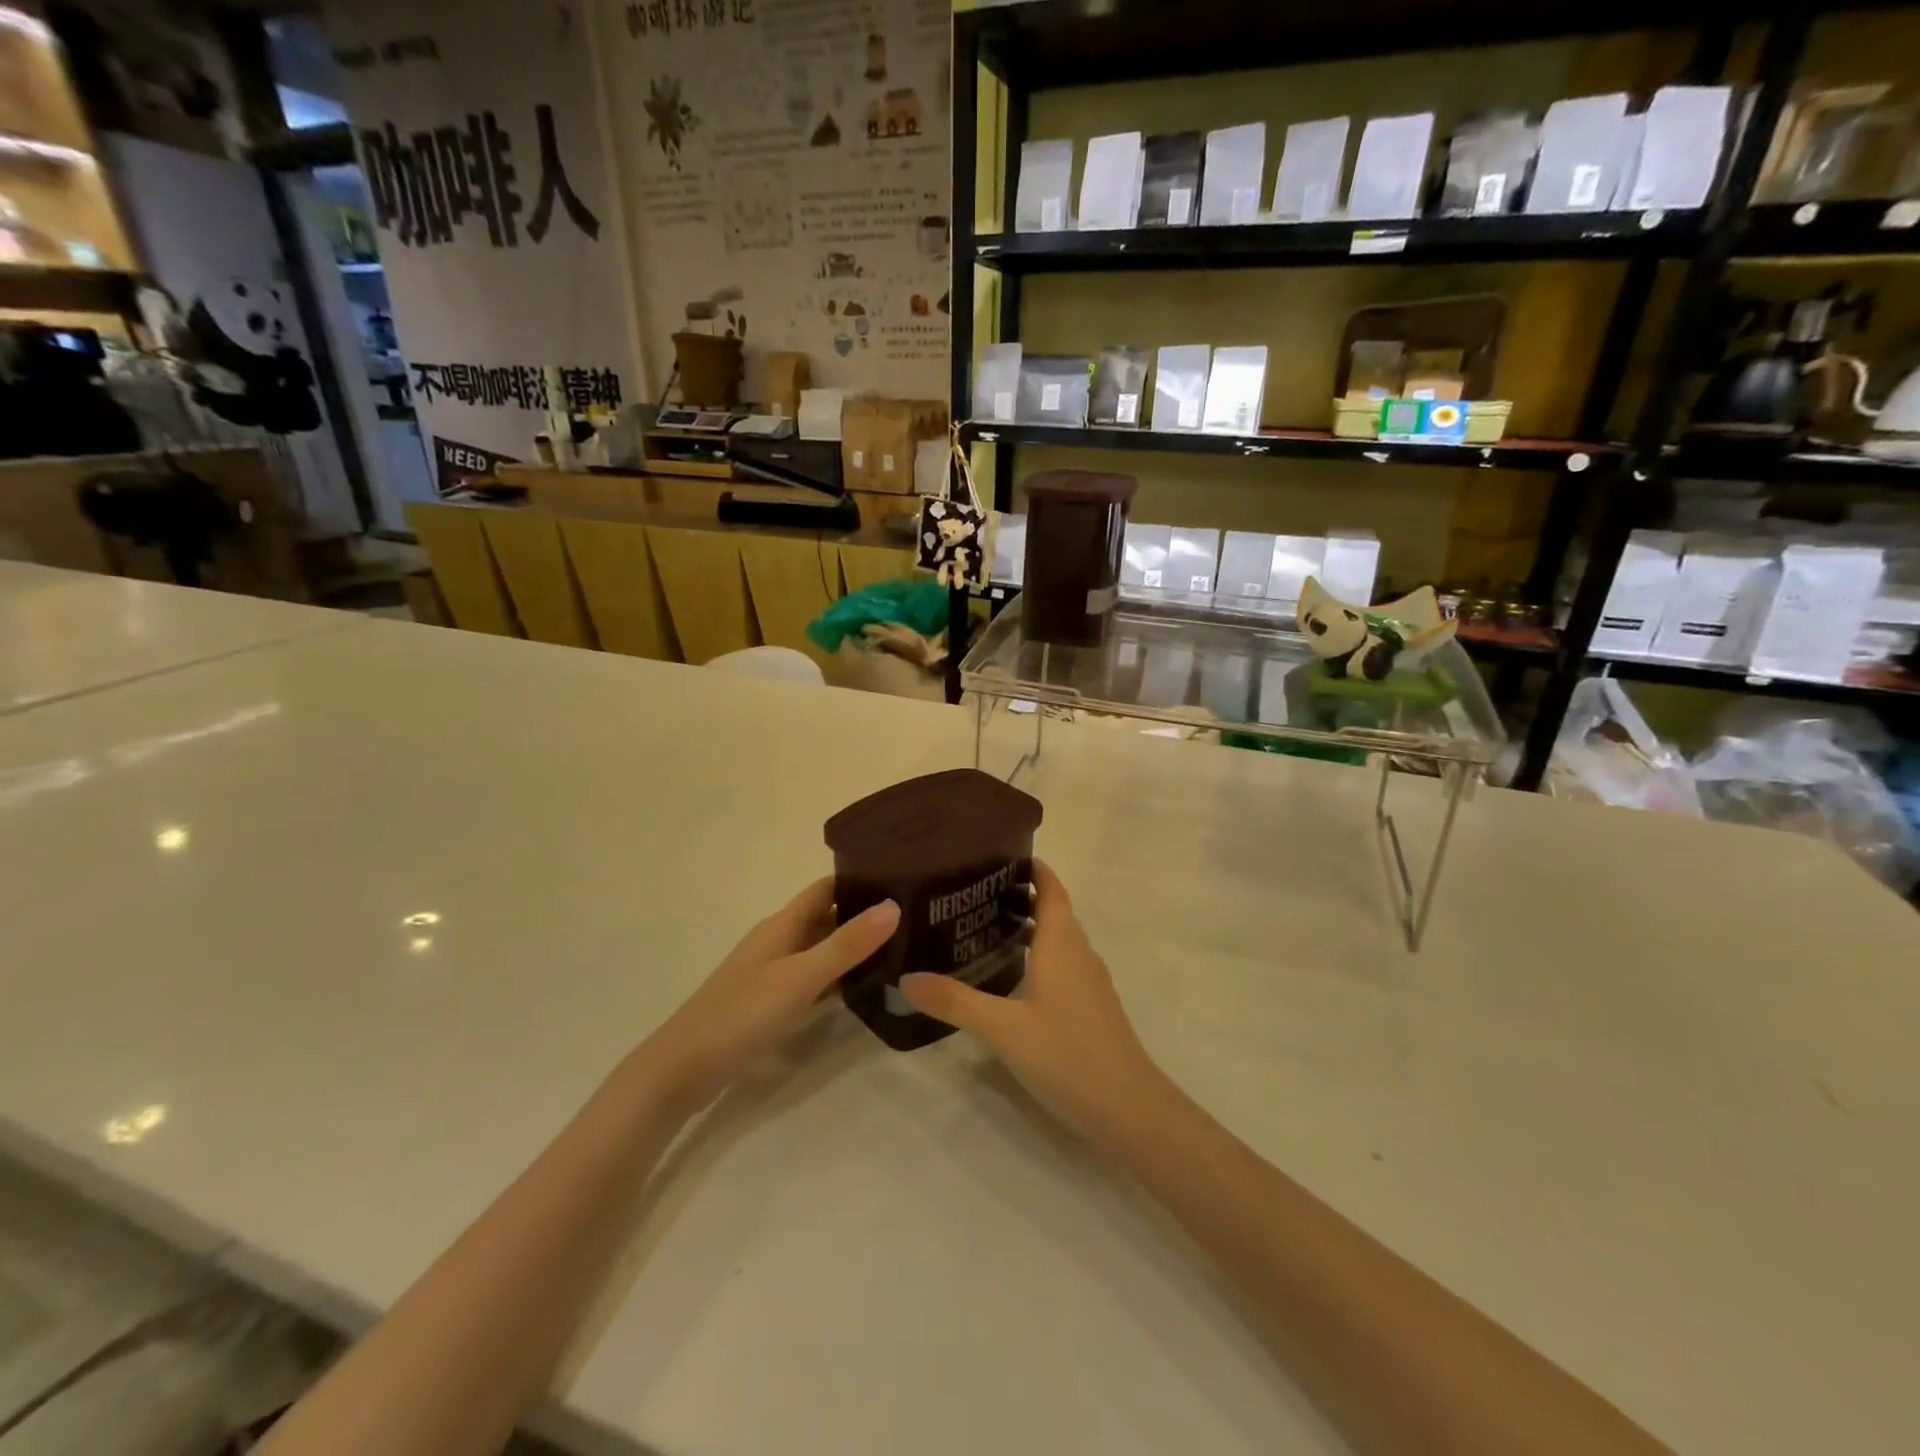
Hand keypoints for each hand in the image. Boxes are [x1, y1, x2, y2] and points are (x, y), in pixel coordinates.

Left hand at [639, 879, 898, 1114]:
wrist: (682, 1070)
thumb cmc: (741, 1014)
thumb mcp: (800, 978)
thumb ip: (846, 944)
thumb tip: (894, 905)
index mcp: (782, 925)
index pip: (826, 888)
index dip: (858, 878)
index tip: (902, 875)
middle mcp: (779, 941)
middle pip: (826, 916)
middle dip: (864, 912)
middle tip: (915, 914)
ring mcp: (774, 973)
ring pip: (822, 949)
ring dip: (854, 946)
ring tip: (903, 946)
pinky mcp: (772, 1003)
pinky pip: (814, 978)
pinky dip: (839, 977)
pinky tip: (867, 986)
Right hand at [900, 862, 1162, 1141]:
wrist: (1128, 1108)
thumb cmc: (1067, 1054)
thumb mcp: (1002, 1027)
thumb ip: (954, 1001)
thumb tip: (906, 978)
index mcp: (1062, 942)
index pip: (1050, 886)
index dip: (1030, 866)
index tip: (994, 856)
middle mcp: (1079, 952)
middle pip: (1054, 908)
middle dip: (1020, 894)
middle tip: (973, 892)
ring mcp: (1090, 981)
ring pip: (1059, 937)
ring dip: (1030, 924)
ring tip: (985, 927)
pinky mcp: (1092, 1006)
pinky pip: (1064, 962)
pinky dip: (1040, 953)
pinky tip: (1014, 975)